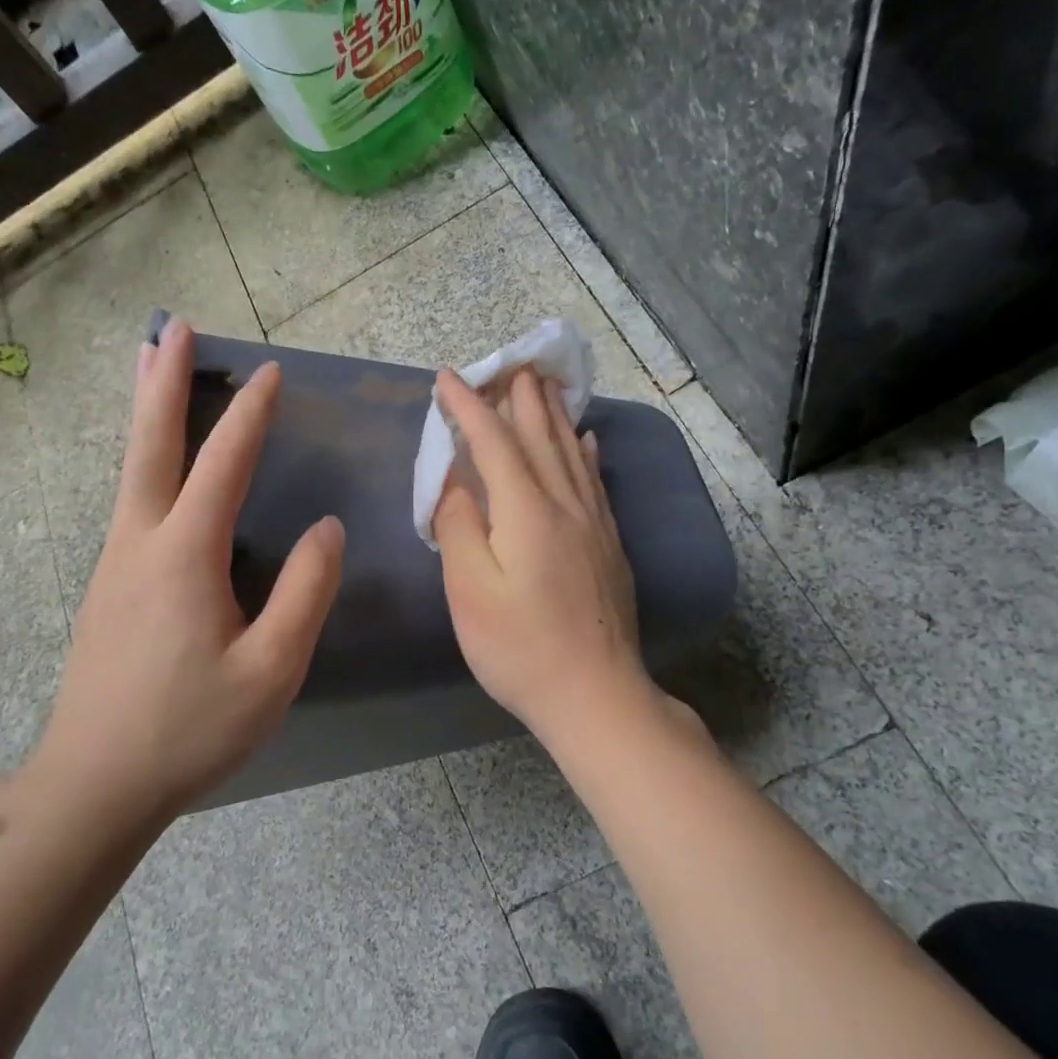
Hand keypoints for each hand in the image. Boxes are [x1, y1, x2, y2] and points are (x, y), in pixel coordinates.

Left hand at [31, 319, 343, 817]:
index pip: (222, 464)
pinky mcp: (109, 586)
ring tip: (153, 366)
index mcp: (184, 556)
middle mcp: (140, 543)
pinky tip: (159, 468)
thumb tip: (326, 527)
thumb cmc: (190, 729)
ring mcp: (115, 563)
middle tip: (171, 328)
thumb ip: (305, 593)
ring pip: (132, 470)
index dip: (248, 414)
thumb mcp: (271, 669)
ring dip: (147, 413)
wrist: (94, 784)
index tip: (270, 372)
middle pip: (150, 445)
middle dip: (162, 381)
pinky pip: (131, 501)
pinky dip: (146, 460)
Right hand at [432, 366, 653, 740]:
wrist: (595, 694)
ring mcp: (594, 524)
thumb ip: (459, 527)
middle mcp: (565, 504)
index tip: (448, 378)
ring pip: (572, 452)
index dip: (470, 407)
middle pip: (541, 437)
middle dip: (520, 398)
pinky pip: (596, 481)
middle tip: (509, 364)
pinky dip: (587, 453)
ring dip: (555, 415)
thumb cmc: (520, 647)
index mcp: (526, 511)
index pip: (494, 443)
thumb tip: (456, 481)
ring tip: (546, 386)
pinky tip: (588, 440)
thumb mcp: (470, 591)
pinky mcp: (609, 545)